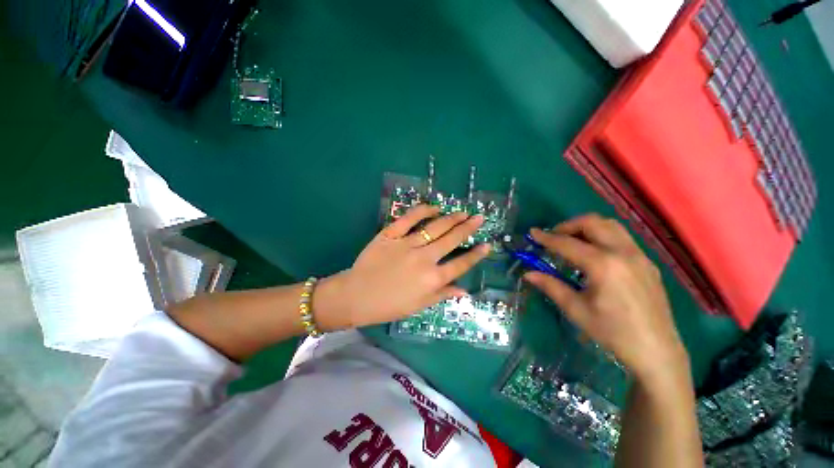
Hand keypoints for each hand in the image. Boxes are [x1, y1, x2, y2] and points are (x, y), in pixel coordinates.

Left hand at [316, 205, 490, 329]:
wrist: (356, 296)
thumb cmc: (389, 305)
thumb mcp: (419, 306)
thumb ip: (443, 295)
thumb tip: (465, 291)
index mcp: (432, 279)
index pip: (461, 264)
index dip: (476, 255)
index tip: (487, 245)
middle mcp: (424, 259)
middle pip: (452, 240)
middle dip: (468, 228)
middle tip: (479, 218)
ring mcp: (407, 244)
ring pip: (435, 227)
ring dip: (451, 218)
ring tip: (462, 212)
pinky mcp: (391, 234)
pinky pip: (408, 218)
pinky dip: (422, 211)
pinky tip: (433, 207)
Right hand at [522, 214, 687, 382]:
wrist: (657, 351)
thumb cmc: (613, 332)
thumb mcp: (576, 310)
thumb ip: (551, 286)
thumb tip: (528, 274)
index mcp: (603, 265)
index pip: (567, 244)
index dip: (546, 238)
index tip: (532, 232)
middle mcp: (623, 253)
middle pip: (592, 223)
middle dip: (568, 225)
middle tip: (553, 237)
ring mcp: (639, 256)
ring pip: (610, 225)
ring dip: (587, 227)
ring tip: (572, 241)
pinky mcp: (647, 262)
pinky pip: (622, 237)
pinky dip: (602, 236)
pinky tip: (595, 255)